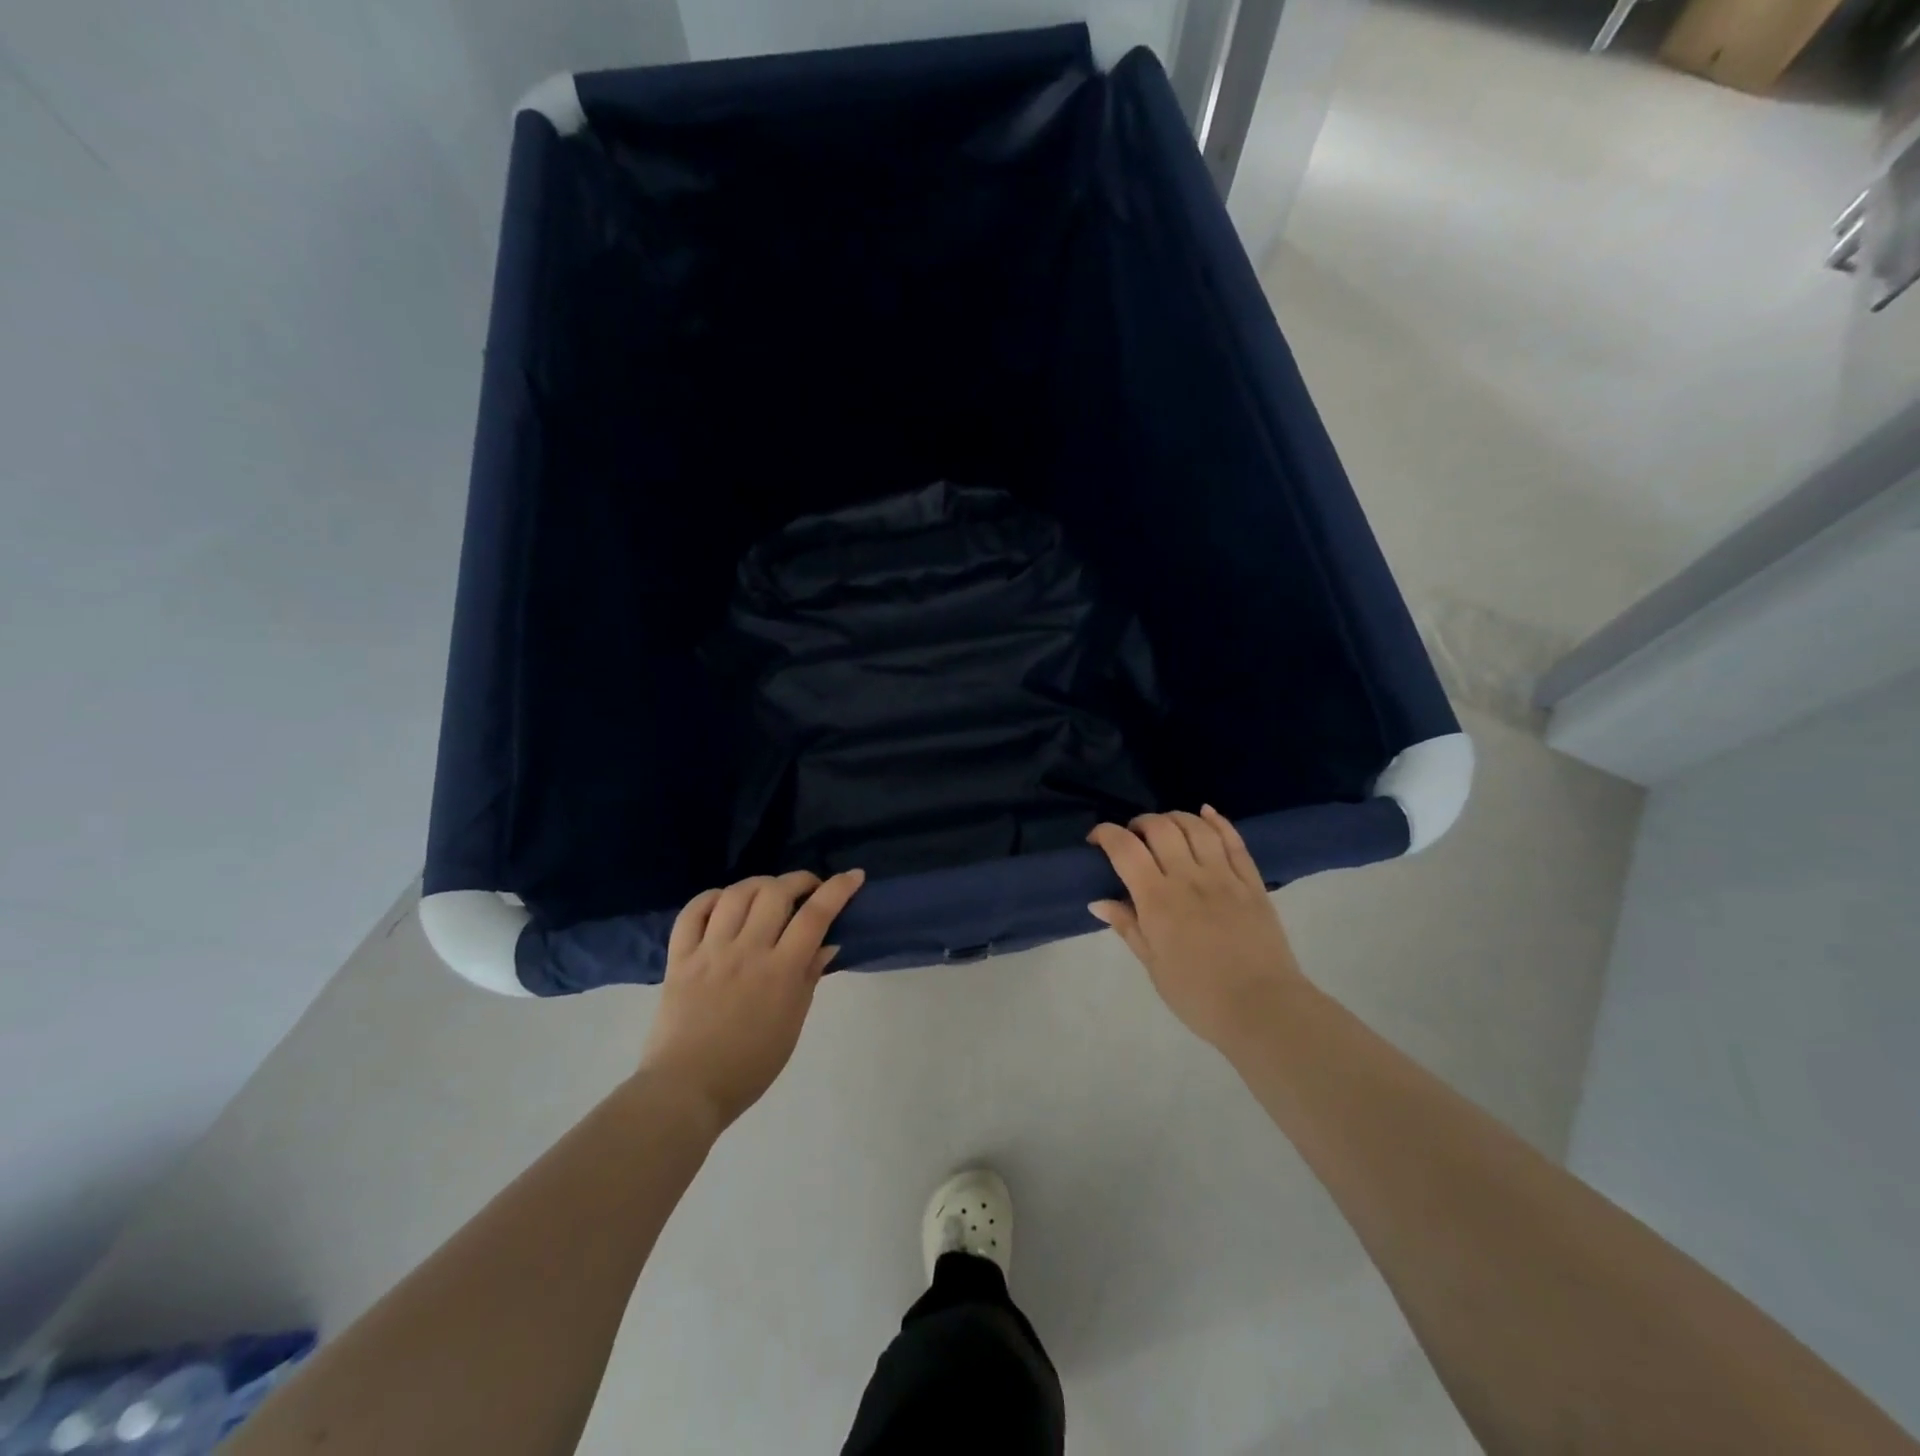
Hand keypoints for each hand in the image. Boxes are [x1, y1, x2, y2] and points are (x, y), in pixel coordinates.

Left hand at [638, 868, 864, 1131]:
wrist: (686, 1089)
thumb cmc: (750, 1065)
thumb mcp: (792, 1023)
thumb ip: (808, 977)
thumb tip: (827, 942)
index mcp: (780, 971)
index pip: (815, 916)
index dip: (838, 889)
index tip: (853, 876)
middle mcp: (746, 951)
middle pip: (775, 893)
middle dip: (799, 880)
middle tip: (808, 889)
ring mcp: (709, 952)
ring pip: (735, 894)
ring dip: (759, 884)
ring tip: (768, 893)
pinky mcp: (679, 958)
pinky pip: (692, 912)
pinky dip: (710, 898)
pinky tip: (724, 902)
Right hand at [1087, 807, 1306, 1055]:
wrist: (1263, 1010)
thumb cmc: (1198, 995)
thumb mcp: (1153, 965)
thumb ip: (1128, 926)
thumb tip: (1098, 901)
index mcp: (1158, 900)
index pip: (1125, 849)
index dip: (1106, 834)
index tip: (1096, 840)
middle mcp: (1189, 878)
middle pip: (1160, 828)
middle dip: (1139, 823)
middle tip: (1133, 837)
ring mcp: (1224, 876)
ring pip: (1196, 827)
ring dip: (1174, 818)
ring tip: (1164, 827)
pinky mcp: (1252, 882)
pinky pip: (1234, 841)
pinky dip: (1217, 821)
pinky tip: (1205, 813)